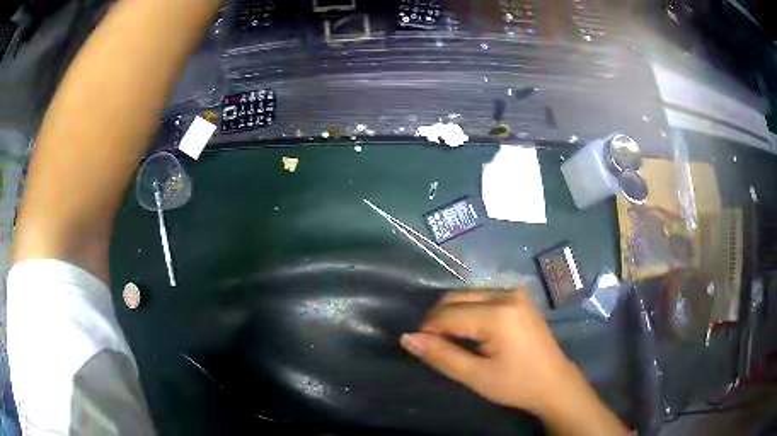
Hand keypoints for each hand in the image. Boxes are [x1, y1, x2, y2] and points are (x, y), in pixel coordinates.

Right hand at [400, 289, 572, 413]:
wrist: (554, 383)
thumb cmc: (516, 384)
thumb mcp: (476, 376)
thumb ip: (441, 355)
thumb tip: (407, 338)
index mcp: (498, 313)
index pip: (447, 314)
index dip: (428, 331)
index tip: (421, 349)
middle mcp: (506, 294)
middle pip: (455, 298)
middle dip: (438, 321)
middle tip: (435, 347)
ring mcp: (514, 293)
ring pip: (466, 295)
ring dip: (451, 315)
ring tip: (451, 342)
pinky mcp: (518, 297)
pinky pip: (481, 297)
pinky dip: (467, 312)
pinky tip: (470, 332)